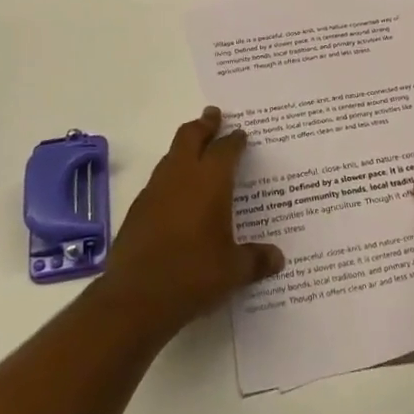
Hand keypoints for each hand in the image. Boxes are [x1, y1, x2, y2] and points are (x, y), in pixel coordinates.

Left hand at [94, 107, 283, 339]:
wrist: (135, 298)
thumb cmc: (193, 275)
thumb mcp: (233, 271)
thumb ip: (255, 260)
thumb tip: (278, 259)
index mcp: (210, 182)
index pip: (225, 149)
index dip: (234, 139)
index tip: (241, 133)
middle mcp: (181, 177)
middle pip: (190, 136)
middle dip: (203, 125)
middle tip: (213, 115)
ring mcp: (154, 191)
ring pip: (170, 156)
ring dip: (183, 148)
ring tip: (195, 150)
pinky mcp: (137, 210)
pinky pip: (158, 181)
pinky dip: (170, 177)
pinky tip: (177, 195)